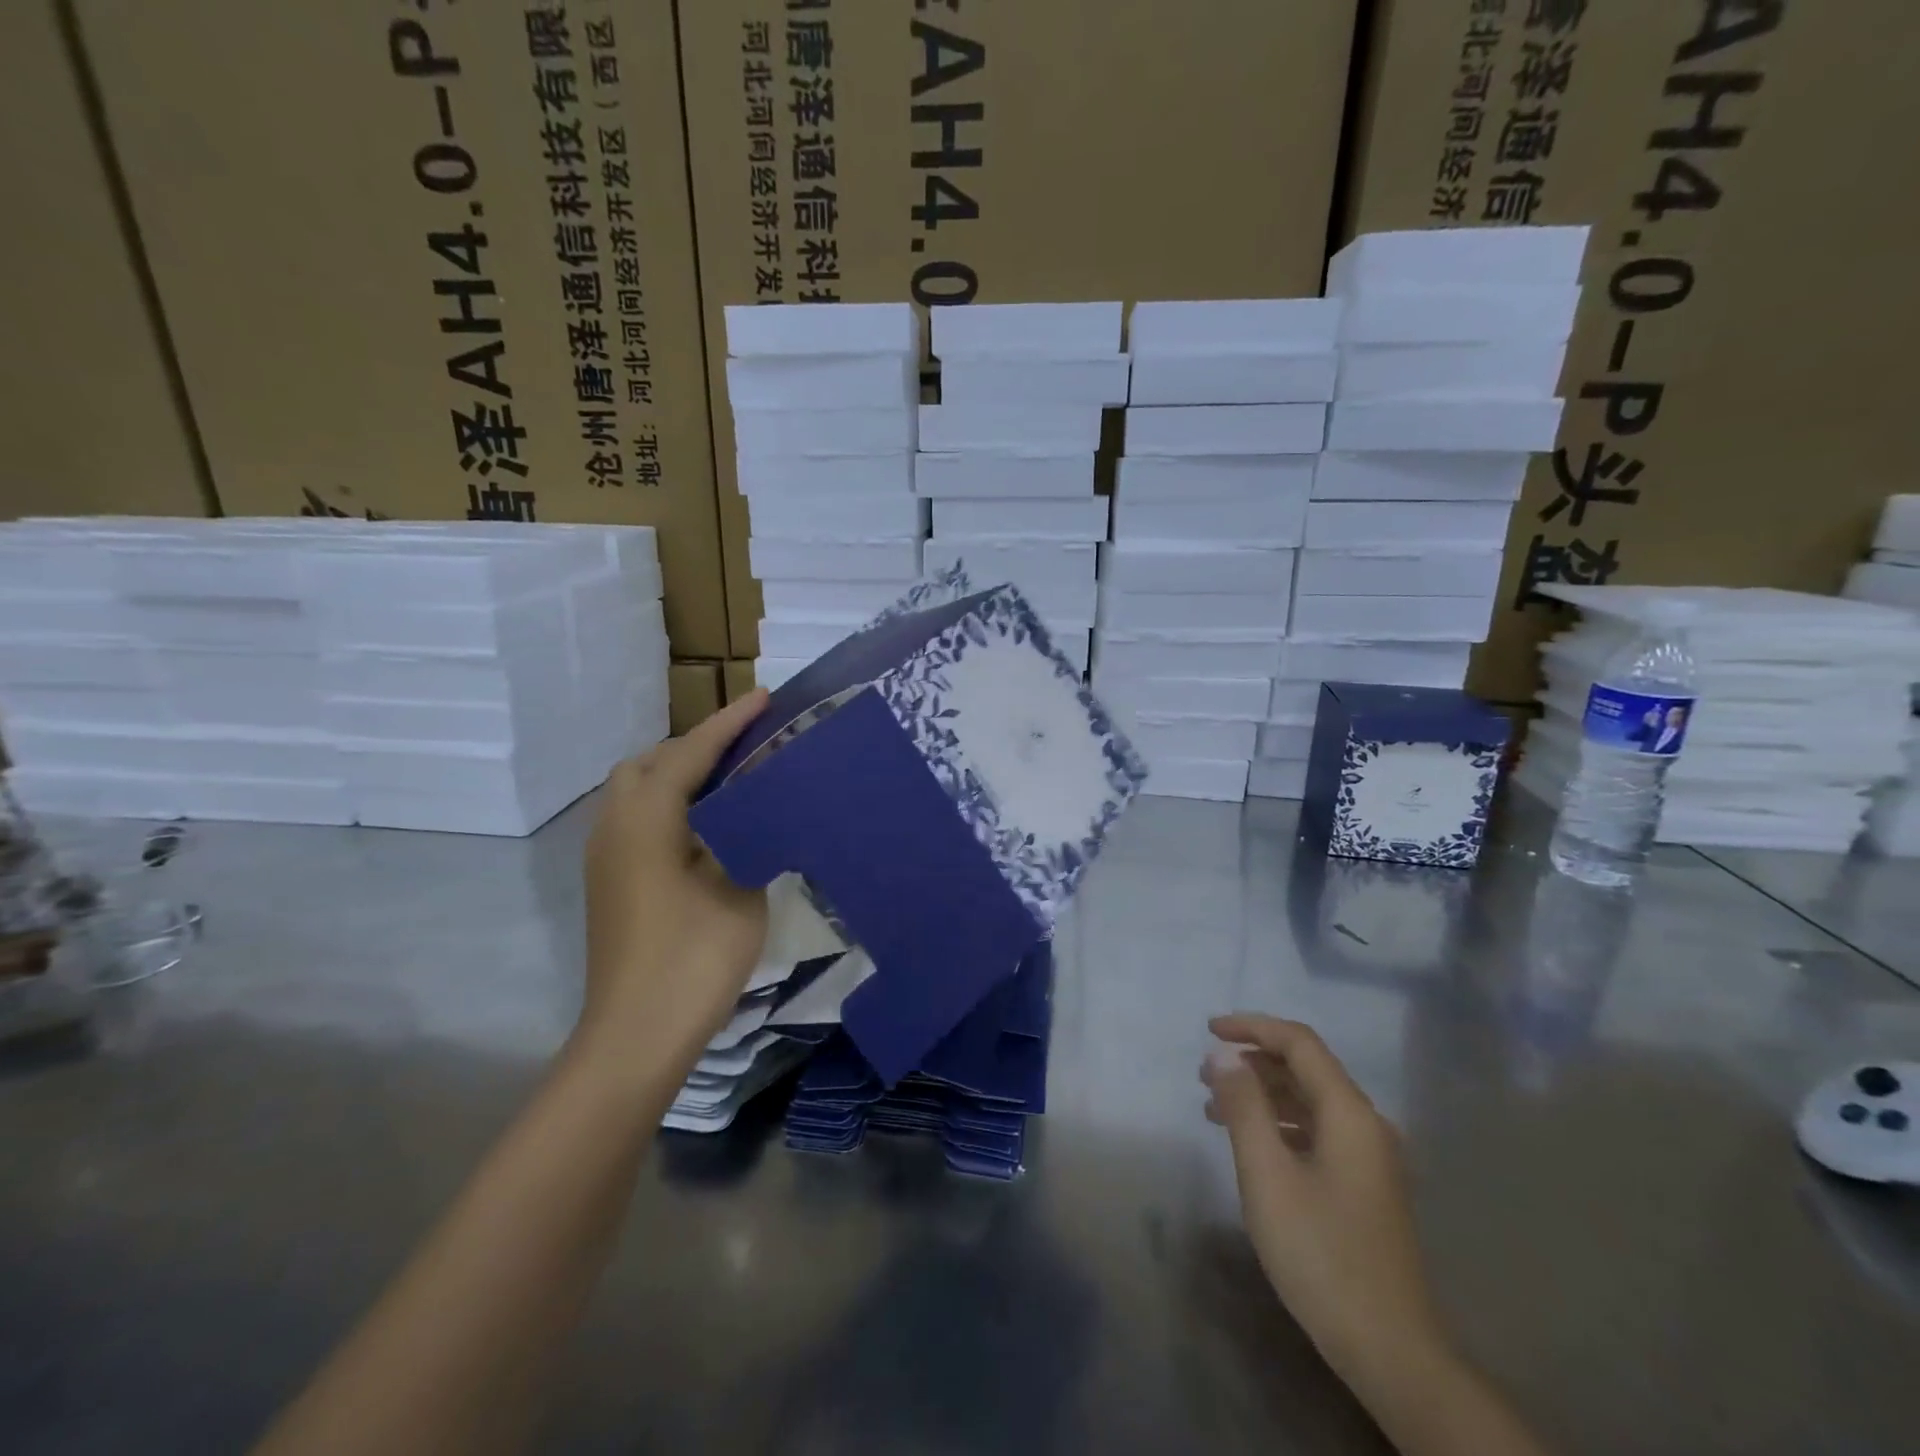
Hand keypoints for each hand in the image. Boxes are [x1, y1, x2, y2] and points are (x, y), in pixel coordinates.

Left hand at [574, 690, 770, 1080]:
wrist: (637, 1034)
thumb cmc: (694, 955)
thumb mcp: (738, 884)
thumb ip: (747, 831)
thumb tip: (758, 803)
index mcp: (647, 818)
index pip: (691, 752)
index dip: (731, 723)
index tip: (765, 698)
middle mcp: (615, 825)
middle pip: (651, 762)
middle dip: (697, 745)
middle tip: (747, 748)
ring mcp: (607, 856)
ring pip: (639, 790)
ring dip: (680, 774)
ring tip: (732, 780)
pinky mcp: (611, 881)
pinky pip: (639, 818)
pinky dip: (671, 803)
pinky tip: (707, 825)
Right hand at [1202, 1014, 1448, 1381]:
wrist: (1389, 1350)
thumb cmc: (1321, 1252)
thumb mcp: (1267, 1173)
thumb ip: (1244, 1105)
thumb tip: (1223, 1054)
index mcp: (1349, 1113)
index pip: (1299, 1043)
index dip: (1252, 1027)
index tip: (1209, 1030)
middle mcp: (1366, 1125)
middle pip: (1306, 1069)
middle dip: (1252, 1062)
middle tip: (1204, 1074)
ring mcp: (1369, 1159)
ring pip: (1309, 1102)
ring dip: (1262, 1094)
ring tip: (1214, 1108)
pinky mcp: (1364, 1187)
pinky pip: (1316, 1132)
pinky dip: (1278, 1125)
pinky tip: (1250, 1145)